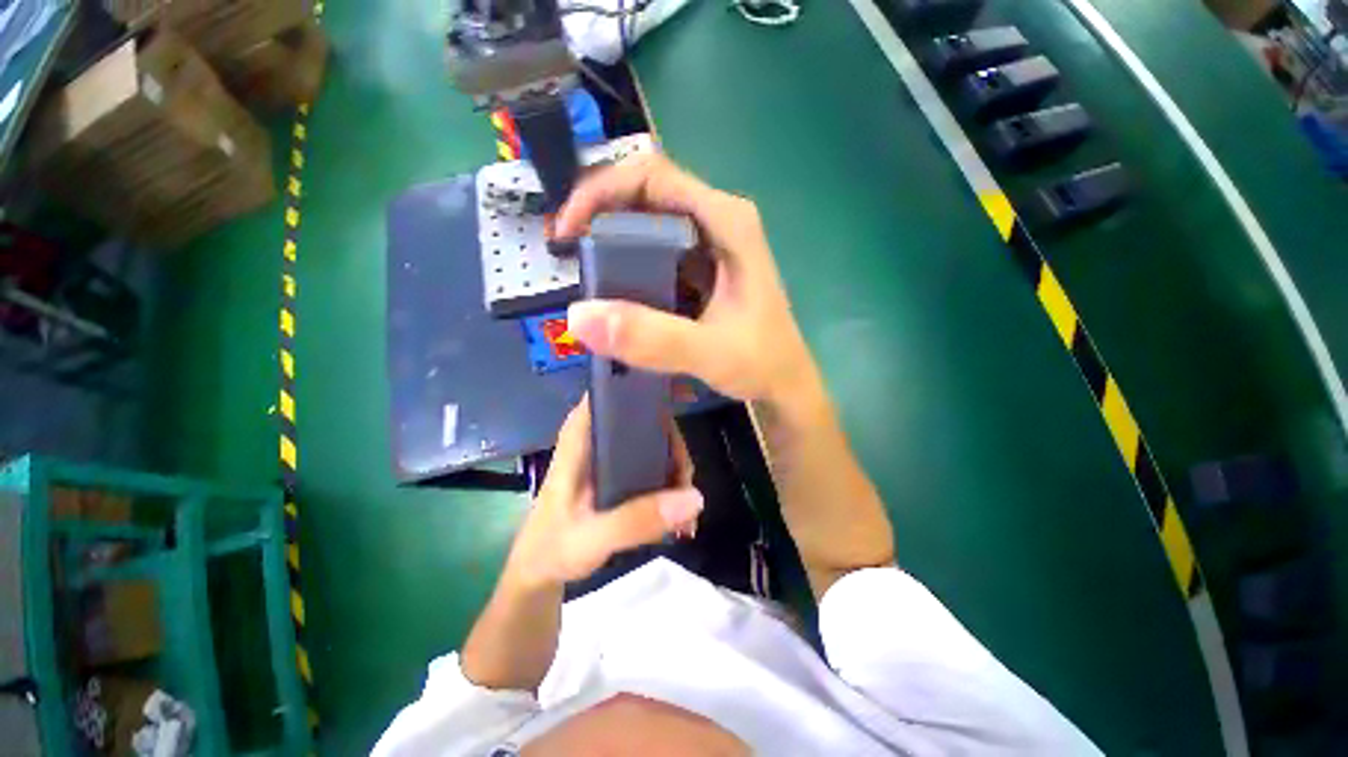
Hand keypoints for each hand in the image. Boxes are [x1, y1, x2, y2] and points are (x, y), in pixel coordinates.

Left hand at [502, 397, 702, 591]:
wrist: (539, 576)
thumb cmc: (551, 549)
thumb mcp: (591, 538)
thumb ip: (636, 520)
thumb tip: (693, 497)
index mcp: (581, 439)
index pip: (610, 393)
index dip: (642, 390)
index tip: (674, 407)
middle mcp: (599, 441)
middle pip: (645, 421)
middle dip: (673, 448)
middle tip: (686, 483)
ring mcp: (611, 459)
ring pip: (654, 446)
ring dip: (675, 472)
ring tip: (685, 511)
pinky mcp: (619, 477)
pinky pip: (653, 469)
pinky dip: (669, 488)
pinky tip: (678, 517)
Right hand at [558, 154, 819, 405]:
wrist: (784, 383)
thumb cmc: (762, 363)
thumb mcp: (710, 352)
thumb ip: (652, 338)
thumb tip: (578, 317)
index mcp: (727, 221)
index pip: (653, 176)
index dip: (601, 191)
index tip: (568, 231)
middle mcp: (718, 220)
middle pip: (647, 194)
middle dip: (600, 214)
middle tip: (568, 251)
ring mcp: (711, 243)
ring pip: (650, 223)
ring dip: (611, 239)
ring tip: (583, 271)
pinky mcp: (702, 267)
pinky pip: (656, 252)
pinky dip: (628, 264)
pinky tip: (614, 289)